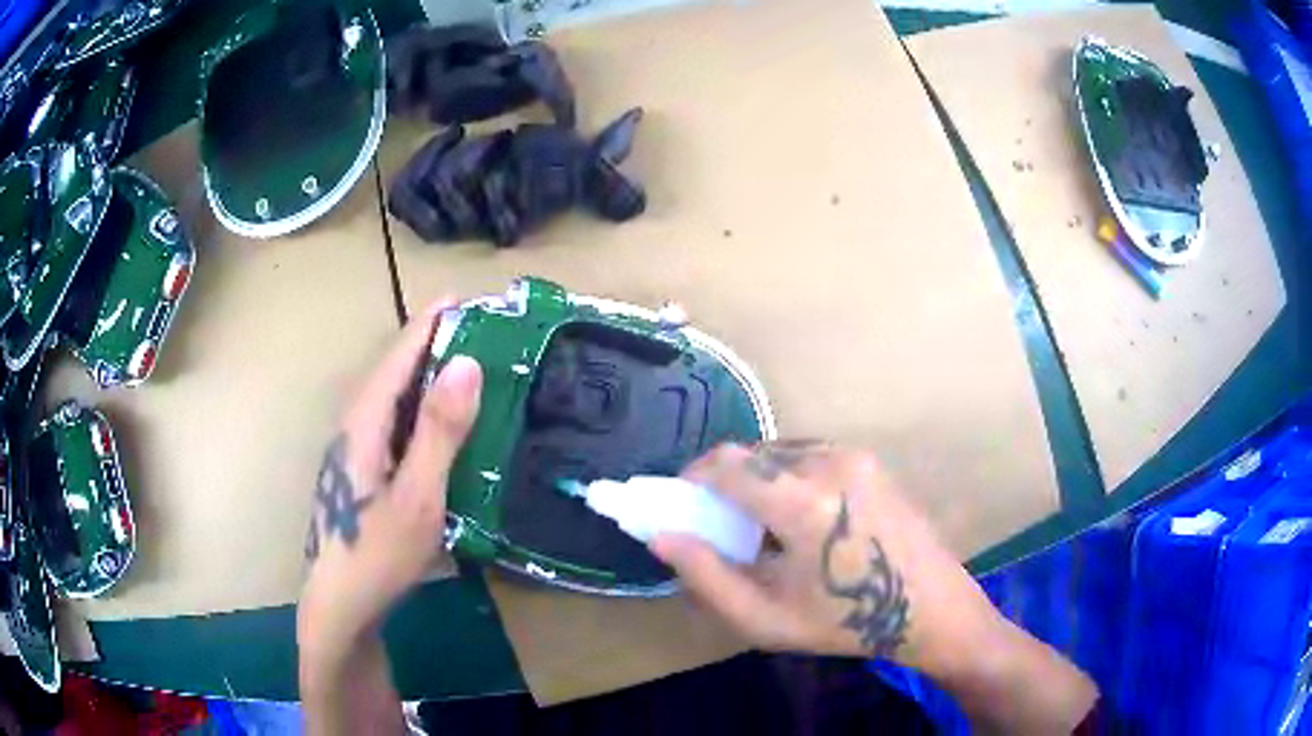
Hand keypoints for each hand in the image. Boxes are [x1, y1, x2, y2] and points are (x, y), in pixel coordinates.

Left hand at [296, 303, 482, 667]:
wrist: (341, 605)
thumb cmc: (378, 553)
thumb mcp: (418, 496)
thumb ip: (440, 431)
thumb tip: (468, 363)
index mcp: (365, 421)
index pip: (399, 355)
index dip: (431, 323)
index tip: (467, 298)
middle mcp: (356, 425)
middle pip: (395, 371)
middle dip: (435, 344)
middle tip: (486, 334)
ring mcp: (357, 449)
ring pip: (395, 398)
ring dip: (431, 376)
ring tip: (475, 368)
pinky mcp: (364, 470)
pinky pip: (397, 423)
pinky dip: (425, 410)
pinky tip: (448, 426)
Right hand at [649, 442, 1003, 671]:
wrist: (929, 608)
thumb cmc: (845, 623)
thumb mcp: (765, 618)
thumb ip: (706, 576)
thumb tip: (661, 536)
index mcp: (804, 503)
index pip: (727, 465)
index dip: (693, 479)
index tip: (681, 505)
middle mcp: (829, 463)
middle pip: (752, 454)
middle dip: (724, 482)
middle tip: (720, 524)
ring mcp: (855, 456)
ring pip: (780, 451)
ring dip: (757, 479)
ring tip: (762, 525)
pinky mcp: (869, 459)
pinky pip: (809, 454)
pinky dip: (787, 476)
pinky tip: (800, 517)